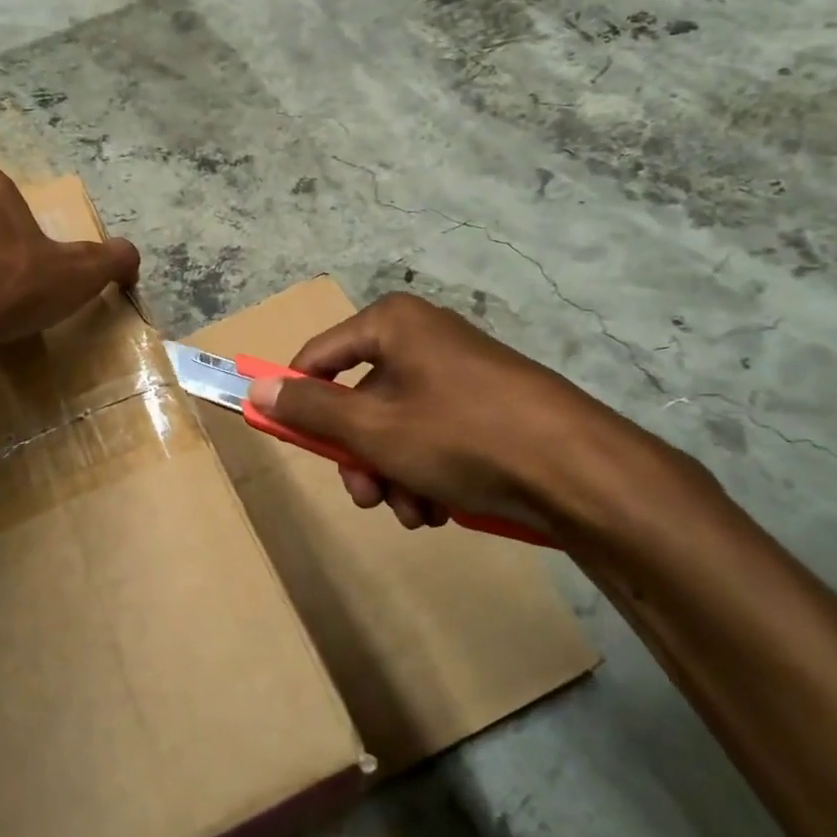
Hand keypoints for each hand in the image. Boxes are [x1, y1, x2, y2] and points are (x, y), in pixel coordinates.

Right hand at [245, 292, 712, 544]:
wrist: (580, 471)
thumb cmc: (461, 437)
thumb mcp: (372, 428)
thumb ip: (309, 410)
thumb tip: (256, 387)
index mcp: (392, 324)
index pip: (318, 357)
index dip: (299, 401)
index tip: (293, 444)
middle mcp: (424, 337)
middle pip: (360, 398)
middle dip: (359, 456)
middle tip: (368, 497)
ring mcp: (460, 371)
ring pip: (396, 426)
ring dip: (394, 474)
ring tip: (416, 511)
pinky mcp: (488, 405)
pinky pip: (434, 436)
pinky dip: (428, 473)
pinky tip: (442, 507)